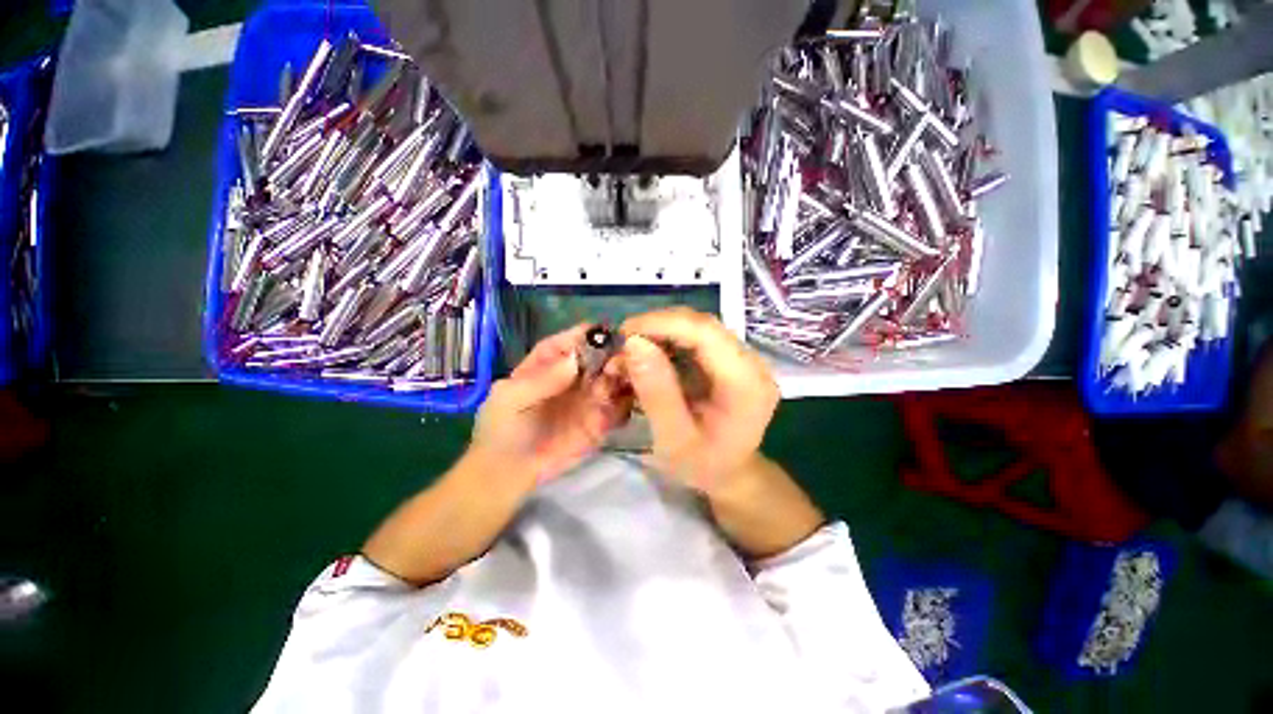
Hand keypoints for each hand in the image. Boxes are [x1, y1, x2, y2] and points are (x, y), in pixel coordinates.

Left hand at [471, 324, 631, 485]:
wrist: (509, 472)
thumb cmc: (502, 428)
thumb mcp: (510, 399)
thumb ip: (541, 380)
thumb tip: (575, 360)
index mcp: (552, 360)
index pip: (575, 339)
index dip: (592, 334)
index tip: (610, 334)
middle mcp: (577, 374)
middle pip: (603, 355)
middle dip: (616, 355)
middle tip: (625, 363)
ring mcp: (591, 396)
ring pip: (617, 378)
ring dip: (627, 377)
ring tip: (628, 383)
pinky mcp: (602, 420)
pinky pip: (622, 406)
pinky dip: (629, 402)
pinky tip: (626, 406)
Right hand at [615, 307, 779, 497]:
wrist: (729, 473)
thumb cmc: (702, 465)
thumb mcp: (673, 438)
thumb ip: (656, 391)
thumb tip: (633, 343)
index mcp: (746, 384)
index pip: (705, 333)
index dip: (662, 324)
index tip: (623, 334)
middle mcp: (752, 362)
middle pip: (701, 324)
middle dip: (656, 327)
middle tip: (621, 345)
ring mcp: (743, 357)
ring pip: (696, 326)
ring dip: (659, 333)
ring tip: (630, 353)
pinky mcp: (730, 357)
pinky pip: (695, 337)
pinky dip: (667, 341)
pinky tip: (648, 356)